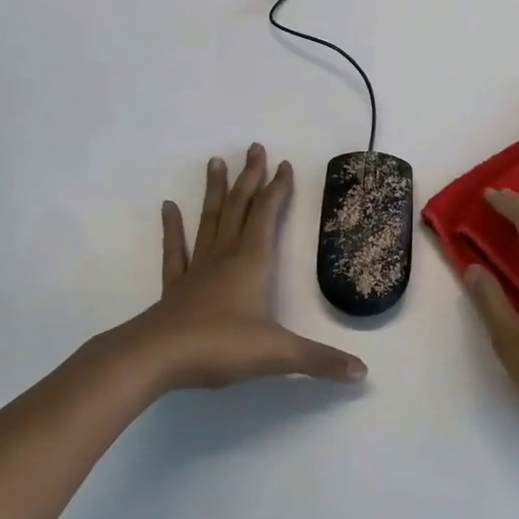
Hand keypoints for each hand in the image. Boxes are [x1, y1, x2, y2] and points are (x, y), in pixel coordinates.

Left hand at [123, 145, 366, 393]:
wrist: (155, 359)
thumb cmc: (219, 346)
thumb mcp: (278, 353)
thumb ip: (320, 360)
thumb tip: (363, 372)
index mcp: (253, 261)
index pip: (268, 214)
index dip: (278, 188)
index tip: (284, 164)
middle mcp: (226, 255)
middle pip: (240, 207)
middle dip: (250, 177)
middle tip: (254, 147)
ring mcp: (198, 268)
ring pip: (210, 220)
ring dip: (216, 191)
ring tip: (215, 162)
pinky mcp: (175, 287)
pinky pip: (176, 250)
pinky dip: (173, 228)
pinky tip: (168, 207)